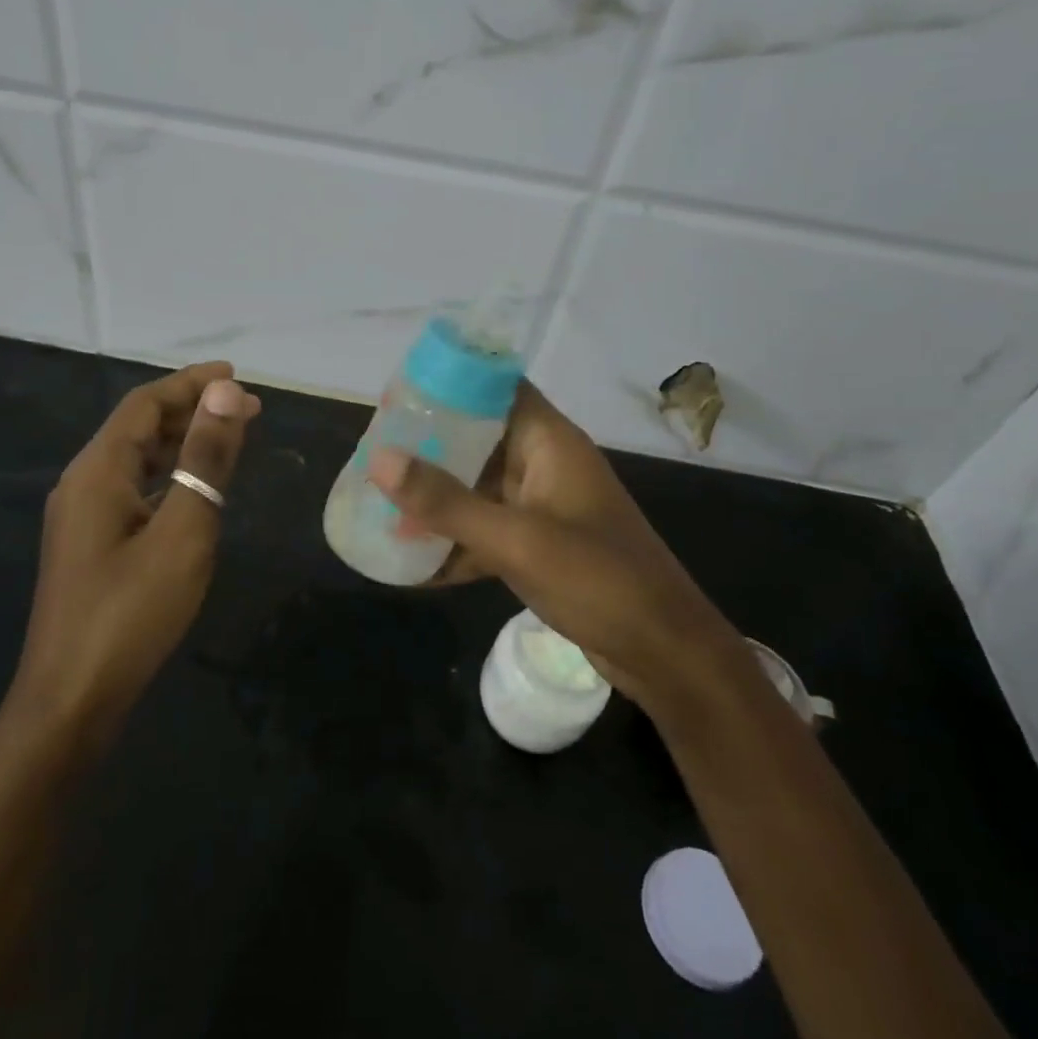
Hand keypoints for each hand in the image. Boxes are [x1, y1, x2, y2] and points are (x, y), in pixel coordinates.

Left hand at [15, 362, 260, 744]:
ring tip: (228, 438)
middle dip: (191, 410)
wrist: (70, 703)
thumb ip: (204, 460)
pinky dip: (168, 475)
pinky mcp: (90, 545)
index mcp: (97, 470)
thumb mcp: (182, 532)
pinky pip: (133, 489)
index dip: (191, 384)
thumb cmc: (131, 613)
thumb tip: (226, 394)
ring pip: (136, 459)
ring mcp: (83, 517)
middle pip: (138, 427)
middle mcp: (83, 483)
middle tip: (246, 409)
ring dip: (181, 442)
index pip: (145, 404)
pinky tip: (194, 489)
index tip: (236, 375)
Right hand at [368, 382, 741, 716]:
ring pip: (477, 488)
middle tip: (373, 453)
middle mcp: (544, 465)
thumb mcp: (517, 540)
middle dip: (428, 447)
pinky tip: (409, 563)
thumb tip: (379, 459)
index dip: (450, 385)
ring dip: (435, 499)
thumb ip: (447, 502)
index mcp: (549, 442)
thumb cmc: (599, 580)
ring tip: (378, 502)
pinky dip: (453, 543)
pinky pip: (485, 531)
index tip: (397, 396)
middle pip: (478, 438)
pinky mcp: (538, 547)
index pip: (496, 389)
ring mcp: (541, 507)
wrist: (664, 653)